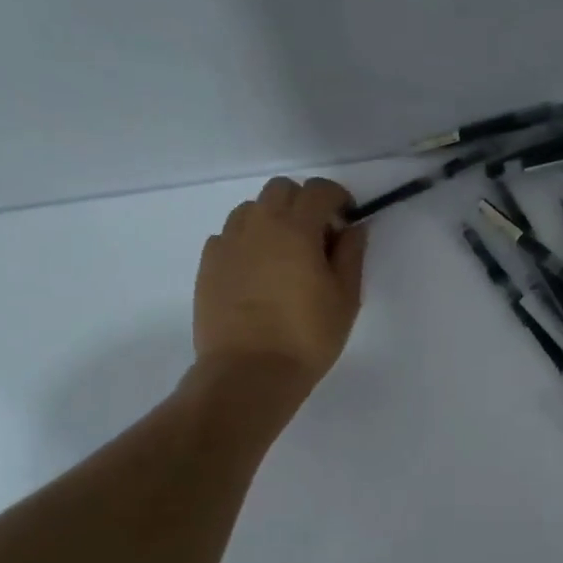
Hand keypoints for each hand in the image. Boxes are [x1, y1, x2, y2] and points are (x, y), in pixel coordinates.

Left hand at [191, 177, 367, 404]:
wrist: (249, 372)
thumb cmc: (308, 336)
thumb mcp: (346, 297)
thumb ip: (351, 254)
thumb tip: (353, 228)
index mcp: (296, 229)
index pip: (318, 190)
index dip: (337, 198)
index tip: (346, 220)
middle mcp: (258, 225)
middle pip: (281, 190)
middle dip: (303, 203)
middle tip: (317, 236)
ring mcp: (228, 243)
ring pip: (251, 209)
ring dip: (273, 219)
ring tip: (284, 253)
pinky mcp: (208, 264)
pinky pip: (229, 235)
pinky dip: (248, 241)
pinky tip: (258, 272)